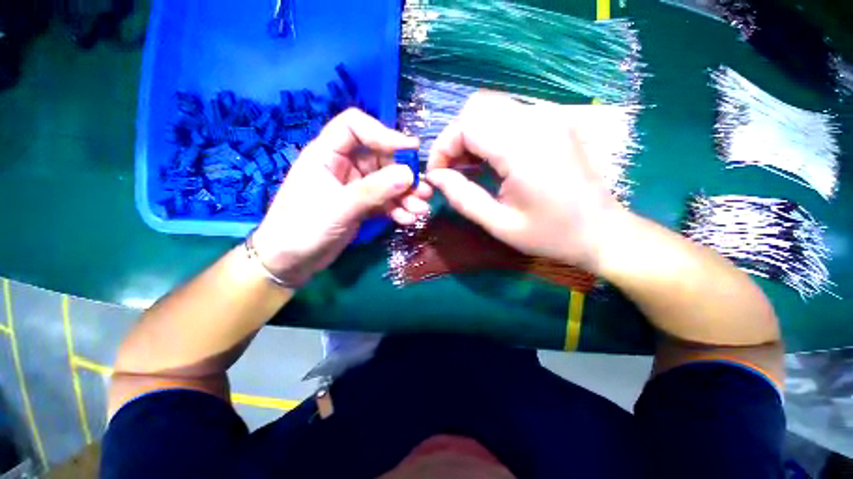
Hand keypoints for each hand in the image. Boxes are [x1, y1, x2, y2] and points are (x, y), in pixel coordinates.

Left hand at [252, 108, 431, 285]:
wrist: (291, 262)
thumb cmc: (303, 228)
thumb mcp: (339, 207)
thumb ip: (374, 190)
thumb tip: (409, 174)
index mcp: (327, 154)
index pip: (355, 126)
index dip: (383, 133)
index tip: (410, 150)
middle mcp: (343, 166)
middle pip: (380, 158)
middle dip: (403, 175)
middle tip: (424, 192)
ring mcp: (354, 187)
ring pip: (386, 183)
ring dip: (405, 196)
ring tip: (420, 211)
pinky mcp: (361, 206)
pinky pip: (385, 201)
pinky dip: (398, 209)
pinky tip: (408, 219)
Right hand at [425, 92, 624, 270]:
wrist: (601, 231)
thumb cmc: (550, 234)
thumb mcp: (499, 224)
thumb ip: (463, 198)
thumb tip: (435, 177)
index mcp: (524, 149)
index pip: (468, 123)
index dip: (443, 146)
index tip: (437, 174)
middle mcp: (537, 121)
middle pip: (477, 107)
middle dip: (455, 138)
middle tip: (451, 170)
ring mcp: (548, 117)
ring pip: (490, 107)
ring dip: (470, 135)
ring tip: (467, 168)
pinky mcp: (552, 121)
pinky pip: (508, 114)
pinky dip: (488, 133)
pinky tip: (488, 159)